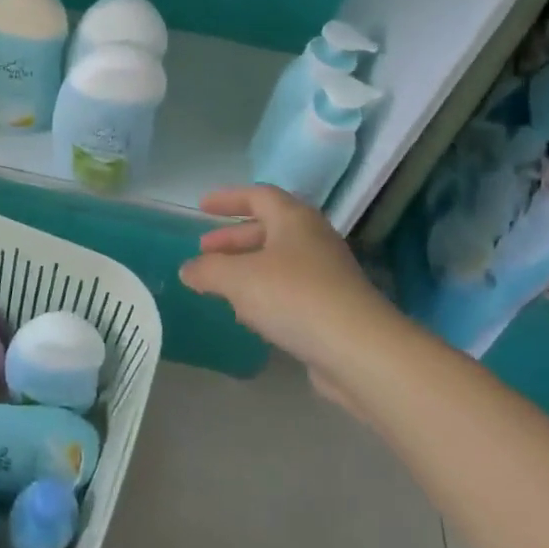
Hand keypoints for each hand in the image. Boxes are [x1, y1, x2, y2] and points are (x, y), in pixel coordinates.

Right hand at [179, 186, 397, 384]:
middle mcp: (313, 240)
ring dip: (247, 268)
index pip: (258, 196)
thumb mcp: (238, 279)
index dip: (228, 199)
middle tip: (205, 250)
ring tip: (220, 284)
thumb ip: (207, 270)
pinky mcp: (332, 307)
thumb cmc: (294, 298)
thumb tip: (188, 270)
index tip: (202, 207)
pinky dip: (264, 293)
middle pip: (268, 228)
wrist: (360, 351)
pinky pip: (290, 290)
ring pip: (279, 261)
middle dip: (233, 238)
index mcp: (294, 220)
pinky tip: (248, 314)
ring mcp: (326, 274)